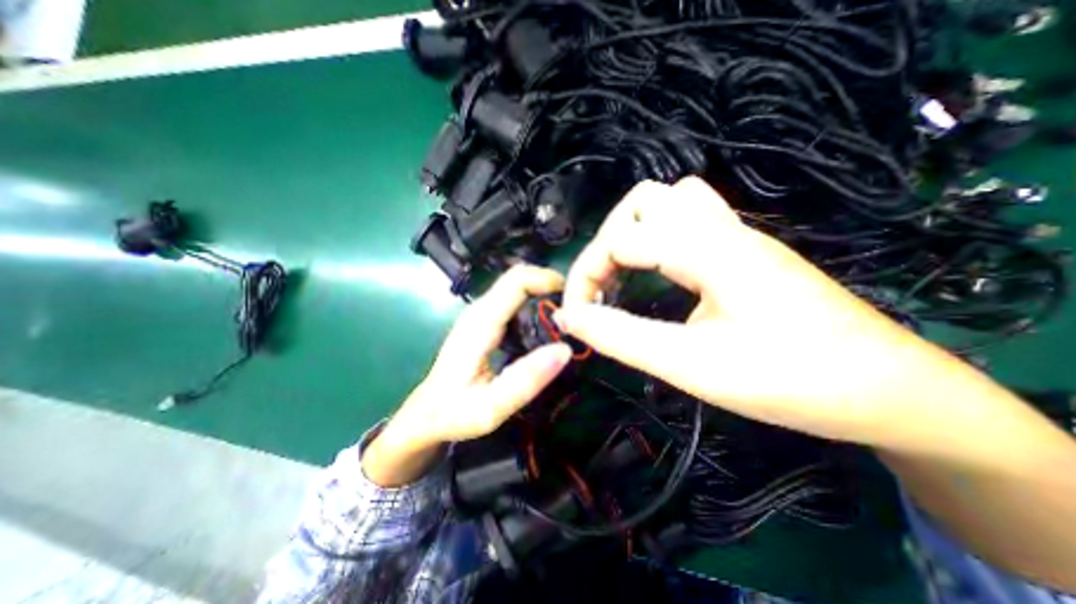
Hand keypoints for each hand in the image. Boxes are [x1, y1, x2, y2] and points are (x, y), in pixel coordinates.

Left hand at [366, 265, 575, 484]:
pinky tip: (547, 326)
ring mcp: (480, 315)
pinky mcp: (483, 323)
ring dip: (543, 293)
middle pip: (518, 279)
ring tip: (567, 317)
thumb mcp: (490, 408)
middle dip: (550, 285)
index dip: (547, 279)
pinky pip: (513, 301)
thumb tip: (565, 349)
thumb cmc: (453, 413)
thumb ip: (526, 380)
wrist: (425, 416)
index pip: (516, 280)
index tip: (574, 298)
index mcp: (481, 322)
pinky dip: (534, 304)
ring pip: (516, 288)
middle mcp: (479, 310)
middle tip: (577, 310)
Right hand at [560, 175, 985, 448]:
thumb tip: (571, 318)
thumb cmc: (793, 381)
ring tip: (622, 273)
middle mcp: (721, 228)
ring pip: (669, 201)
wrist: (890, 391)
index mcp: (708, 249)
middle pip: (642, 202)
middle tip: (599, 289)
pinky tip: (658, 270)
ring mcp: (737, 235)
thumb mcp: (692, 366)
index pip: (618, 241)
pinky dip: (659, 236)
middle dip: (605, 243)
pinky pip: (691, 219)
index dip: (584, 276)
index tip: (574, 315)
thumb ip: (623, 337)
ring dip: (633, 232)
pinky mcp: (744, 250)